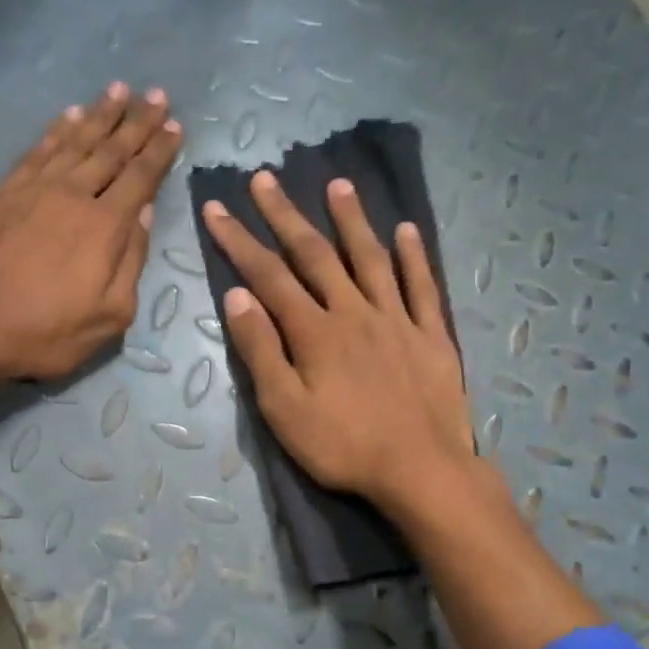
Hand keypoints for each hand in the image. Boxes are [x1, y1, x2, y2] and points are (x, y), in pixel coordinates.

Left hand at [0, 82, 180, 379]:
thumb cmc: (45, 331)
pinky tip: (68, 115)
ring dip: (99, 114)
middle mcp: (73, 194)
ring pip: (74, 140)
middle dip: (137, 122)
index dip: (160, 151)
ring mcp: (33, 188)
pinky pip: (37, 150)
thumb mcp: (108, 316)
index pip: (140, 178)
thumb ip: (131, 262)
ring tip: (118, 90)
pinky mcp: (1, 192)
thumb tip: (142, 214)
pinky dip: (56, 129)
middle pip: (111, 150)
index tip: (174, 127)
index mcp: (105, 226)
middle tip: (156, 95)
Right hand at [200, 172, 482, 518]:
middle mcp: (354, 311)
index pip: (268, 276)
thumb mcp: (284, 409)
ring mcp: (397, 320)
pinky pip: (422, 287)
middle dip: (285, 216)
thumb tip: (237, 296)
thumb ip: (261, 351)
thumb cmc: (342, 446)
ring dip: (351, 220)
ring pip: (370, 258)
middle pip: (315, 255)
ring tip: (337, 185)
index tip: (216, 208)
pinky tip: (407, 231)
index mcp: (314, 331)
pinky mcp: (431, 335)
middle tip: (264, 179)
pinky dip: (414, 256)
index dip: (239, 241)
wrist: (420, 469)